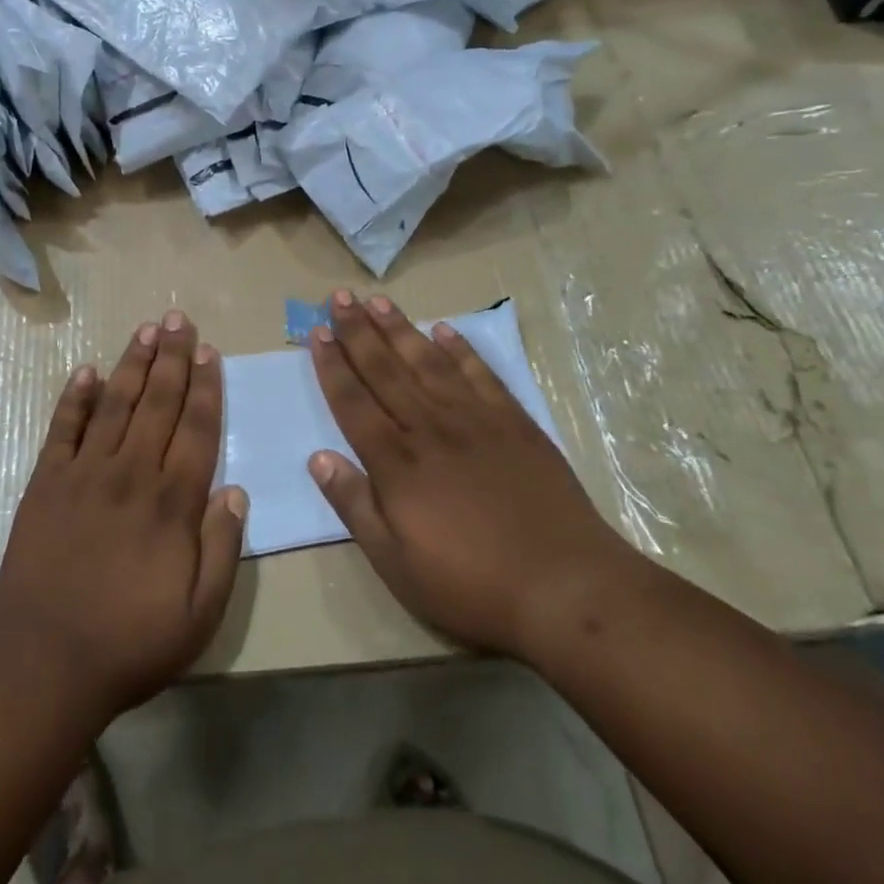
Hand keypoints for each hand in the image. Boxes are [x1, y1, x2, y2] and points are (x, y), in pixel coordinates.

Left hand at [0, 310, 247, 725]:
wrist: (43, 660)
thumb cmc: (130, 641)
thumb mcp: (200, 614)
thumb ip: (223, 549)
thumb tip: (236, 491)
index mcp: (172, 502)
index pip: (196, 429)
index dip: (205, 388)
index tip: (209, 352)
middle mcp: (131, 473)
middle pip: (157, 402)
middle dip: (172, 358)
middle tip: (179, 318)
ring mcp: (85, 472)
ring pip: (115, 404)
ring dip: (132, 364)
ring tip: (146, 329)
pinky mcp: (47, 481)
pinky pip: (63, 428)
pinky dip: (75, 397)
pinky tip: (87, 371)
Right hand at [306, 291, 633, 658]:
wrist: (566, 586)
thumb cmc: (472, 584)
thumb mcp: (397, 564)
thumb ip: (355, 506)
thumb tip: (318, 458)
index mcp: (397, 462)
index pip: (353, 402)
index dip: (333, 365)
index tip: (317, 332)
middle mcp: (430, 427)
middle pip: (385, 369)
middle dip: (358, 331)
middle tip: (340, 297)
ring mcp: (475, 420)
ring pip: (428, 362)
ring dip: (400, 329)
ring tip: (379, 301)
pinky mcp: (514, 422)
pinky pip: (480, 374)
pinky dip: (460, 349)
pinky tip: (444, 330)